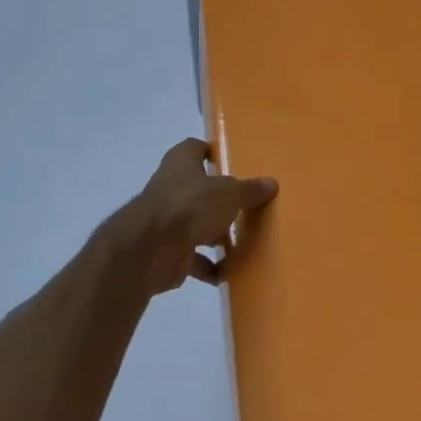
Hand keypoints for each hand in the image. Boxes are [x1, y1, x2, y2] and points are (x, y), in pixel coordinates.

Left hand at [111, 139, 276, 294]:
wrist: (150, 250)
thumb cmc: (190, 205)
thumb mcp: (229, 193)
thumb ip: (249, 190)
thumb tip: (271, 183)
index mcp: (181, 162)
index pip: (196, 148)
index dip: (213, 153)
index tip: (235, 163)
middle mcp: (171, 187)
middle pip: (200, 189)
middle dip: (221, 200)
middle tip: (248, 207)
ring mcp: (167, 220)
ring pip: (197, 224)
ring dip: (216, 236)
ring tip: (245, 243)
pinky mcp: (167, 251)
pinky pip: (193, 258)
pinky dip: (209, 266)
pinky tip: (229, 272)